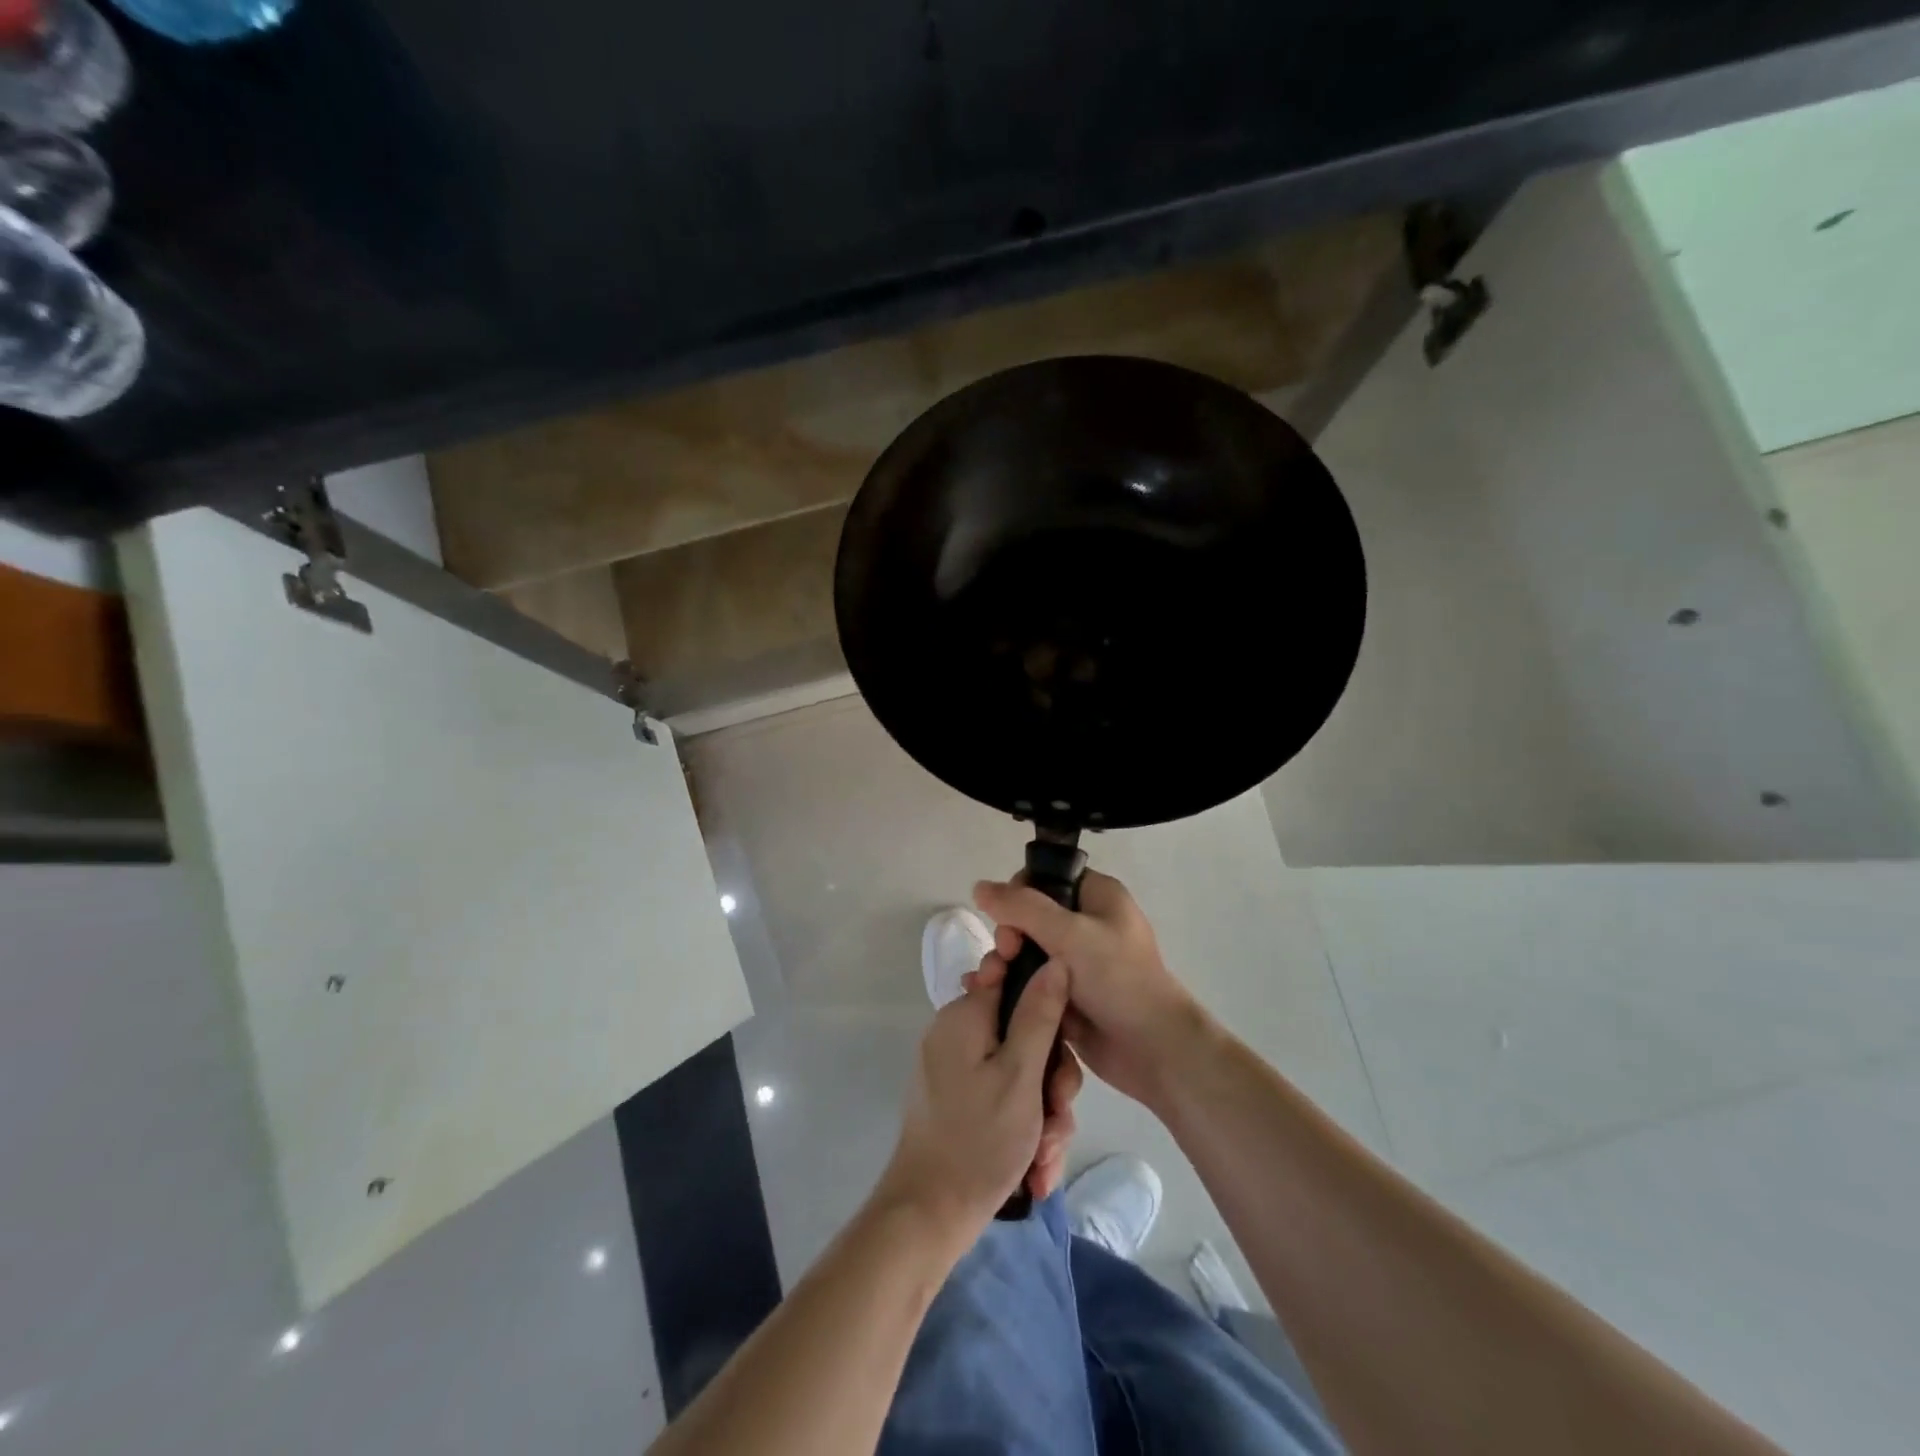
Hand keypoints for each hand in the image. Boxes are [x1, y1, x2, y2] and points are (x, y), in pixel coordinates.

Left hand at [877, 960, 1083, 1240]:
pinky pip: (1005, 1098)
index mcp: (965, 1016)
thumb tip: (1056, 960)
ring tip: (1044, 1156)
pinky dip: (1024, 1129)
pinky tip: (1034, 1169)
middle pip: (1026, 1035)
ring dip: (1043, 1115)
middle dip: (1051, 1082)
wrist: (929, 1216)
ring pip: (1022, 1073)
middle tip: (1057, 1116)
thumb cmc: (978, 1140)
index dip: (1049, 1013)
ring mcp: (958, 1069)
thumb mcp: (1020, 1074)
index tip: (1062, 1048)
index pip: (1017, 983)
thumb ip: (1040, 1014)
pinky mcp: (961, 1100)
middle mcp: (958, 1034)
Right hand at [974, 871, 1201, 1107]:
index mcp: (1098, 897)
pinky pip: (1030, 983)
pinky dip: (1009, 987)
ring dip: (1003, 964)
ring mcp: (1077, 964)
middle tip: (1005, 957)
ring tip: (988, 983)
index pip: (1045, 879)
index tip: (1009, 923)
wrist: (1153, 1050)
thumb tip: (979, 886)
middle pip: (1029, 917)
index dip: (1019, 895)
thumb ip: (1022, 908)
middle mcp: (1087, 924)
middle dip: (1008, 936)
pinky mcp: (1067, 997)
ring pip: (1026, 952)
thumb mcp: (1070, 934)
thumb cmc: (1118, 980)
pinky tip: (985, 995)